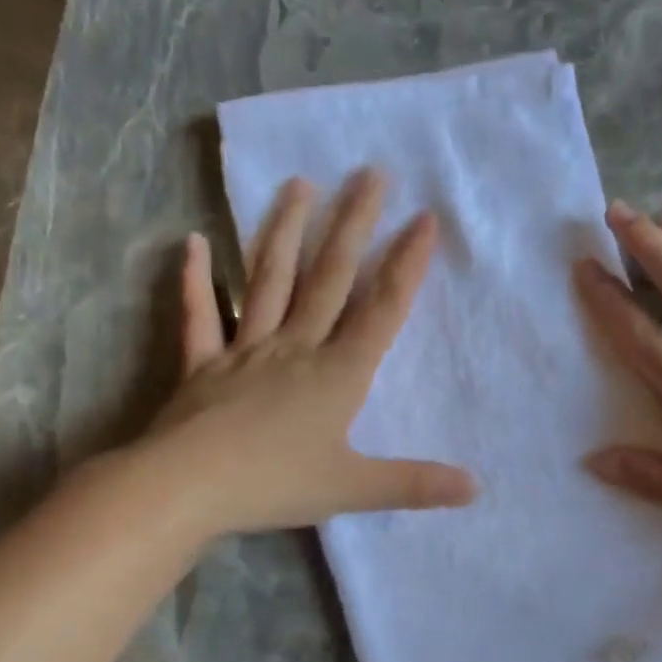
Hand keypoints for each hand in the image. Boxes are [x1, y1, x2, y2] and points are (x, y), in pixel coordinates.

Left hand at [134, 168, 475, 536]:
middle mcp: (295, 347)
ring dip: (285, 231)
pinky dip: (196, 280)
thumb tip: (476, 488)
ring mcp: (245, 350)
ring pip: (269, 280)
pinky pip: (200, 316)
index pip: (381, 309)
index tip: (424, 218)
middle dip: (354, 224)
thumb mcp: (353, 488)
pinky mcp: (203, 365)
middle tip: (371, 173)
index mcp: (337, 373)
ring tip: (300, 184)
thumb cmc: (274, 484)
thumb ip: (414, 484)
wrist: (186, 489)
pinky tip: (194, 242)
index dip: (406, 264)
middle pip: (330, 277)